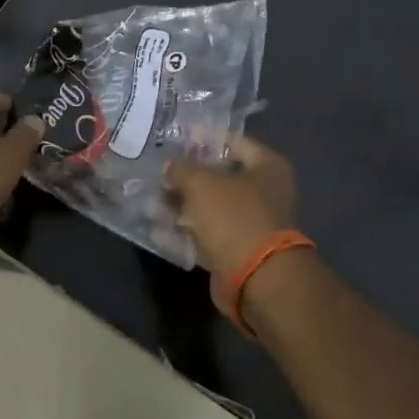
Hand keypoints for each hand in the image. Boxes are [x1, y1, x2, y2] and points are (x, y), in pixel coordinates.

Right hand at [165, 137, 299, 279]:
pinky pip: (207, 235)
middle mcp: (265, 193)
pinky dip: (185, 233)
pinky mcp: (238, 250)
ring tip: (150, 203)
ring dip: (182, 207)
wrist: (256, 278)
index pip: (233, 142)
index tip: (175, 141)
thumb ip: (181, 168)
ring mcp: (252, 224)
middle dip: (187, 178)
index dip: (203, 140)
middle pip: (220, 177)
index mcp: (267, 167)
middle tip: (158, 175)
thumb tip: (170, 167)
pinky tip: (158, 230)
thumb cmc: (234, 217)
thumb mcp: (201, 183)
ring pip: (210, 208)